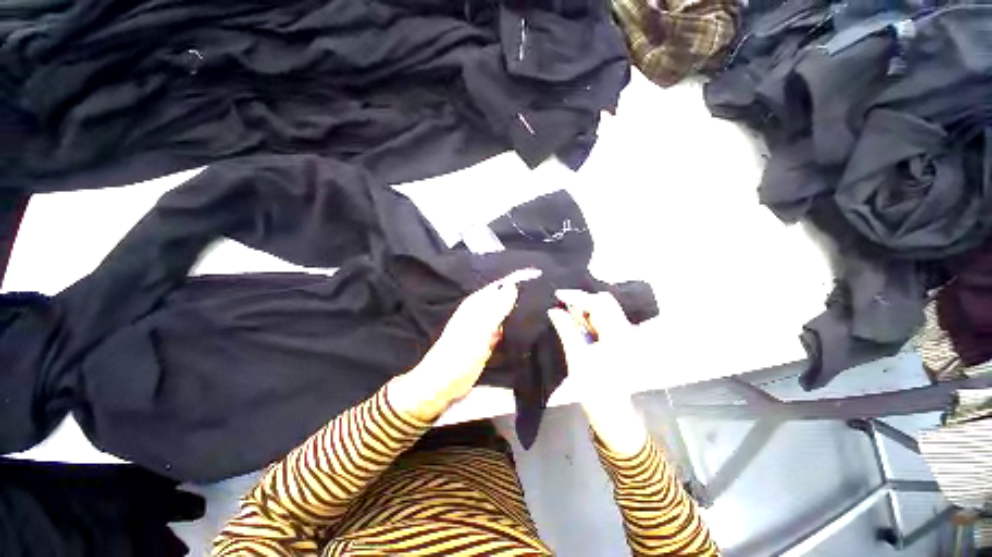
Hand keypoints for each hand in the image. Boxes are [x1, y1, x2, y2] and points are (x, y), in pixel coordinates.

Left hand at [389, 269, 540, 421]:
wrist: (444, 382)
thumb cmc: (460, 353)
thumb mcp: (481, 328)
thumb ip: (497, 308)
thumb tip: (513, 285)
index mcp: (477, 303)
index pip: (500, 286)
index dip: (517, 282)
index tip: (539, 281)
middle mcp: (481, 311)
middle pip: (504, 299)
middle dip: (521, 299)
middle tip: (543, 300)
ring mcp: (485, 326)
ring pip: (506, 314)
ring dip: (519, 314)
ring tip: (541, 313)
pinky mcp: (488, 340)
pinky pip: (504, 329)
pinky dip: (513, 328)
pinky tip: (527, 330)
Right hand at [547, 290, 648, 454]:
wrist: (611, 413)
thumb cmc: (594, 388)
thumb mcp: (577, 357)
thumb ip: (566, 330)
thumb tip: (554, 310)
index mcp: (619, 335)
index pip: (599, 303)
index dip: (578, 297)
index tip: (558, 295)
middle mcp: (625, 331)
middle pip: (605, 303)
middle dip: (582, 302)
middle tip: (562, 308)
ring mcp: (625, 336)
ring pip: (603, 311)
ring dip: (584, 311)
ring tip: (567, 317)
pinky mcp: (620, 341)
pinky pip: (603, 321)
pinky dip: (588, 320)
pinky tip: (576, 325)